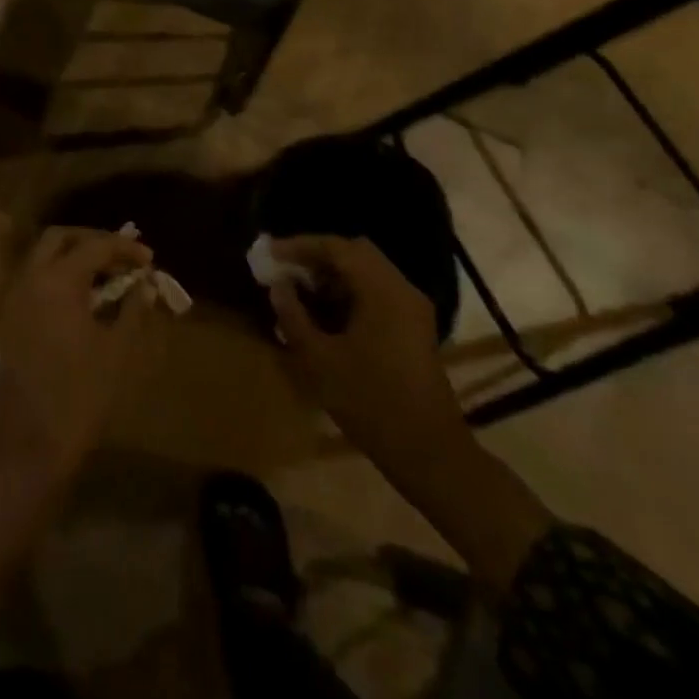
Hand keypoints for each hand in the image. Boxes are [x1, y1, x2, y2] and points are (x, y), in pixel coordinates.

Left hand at [0, 226, 169, 485]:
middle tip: (122, 257)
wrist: (23, 446)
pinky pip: (36, 281)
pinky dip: (60, 277)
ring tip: (109, 277)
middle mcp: (30, 280)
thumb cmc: (78, 397)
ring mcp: (15, 300)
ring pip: (43, 258)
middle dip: (93, 241)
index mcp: (57, 281)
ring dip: (75, 257)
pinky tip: (86, 300)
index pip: (95, 247)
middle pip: (60, 239)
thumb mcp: (117, 352)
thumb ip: (132, 310)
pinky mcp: (10, 321)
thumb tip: (144, 284)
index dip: (125, 249)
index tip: (150, 260)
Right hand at [269, 235, 467, 479]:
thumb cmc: (370, 402)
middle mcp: (401, 289)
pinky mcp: (414, 327)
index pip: (337, 247)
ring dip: (333, 276)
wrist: (429, 453)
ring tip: (299, 292)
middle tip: (284, 269)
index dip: (299, 246)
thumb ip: (293, 316)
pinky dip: (349, 293)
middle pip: (355, 252)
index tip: (269, 253)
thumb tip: (278, 285)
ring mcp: (412, 308)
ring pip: (367, 272)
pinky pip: (377, 292)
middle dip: (317, 257)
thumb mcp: (319, 360)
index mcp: (382, 290)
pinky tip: (325, 315)